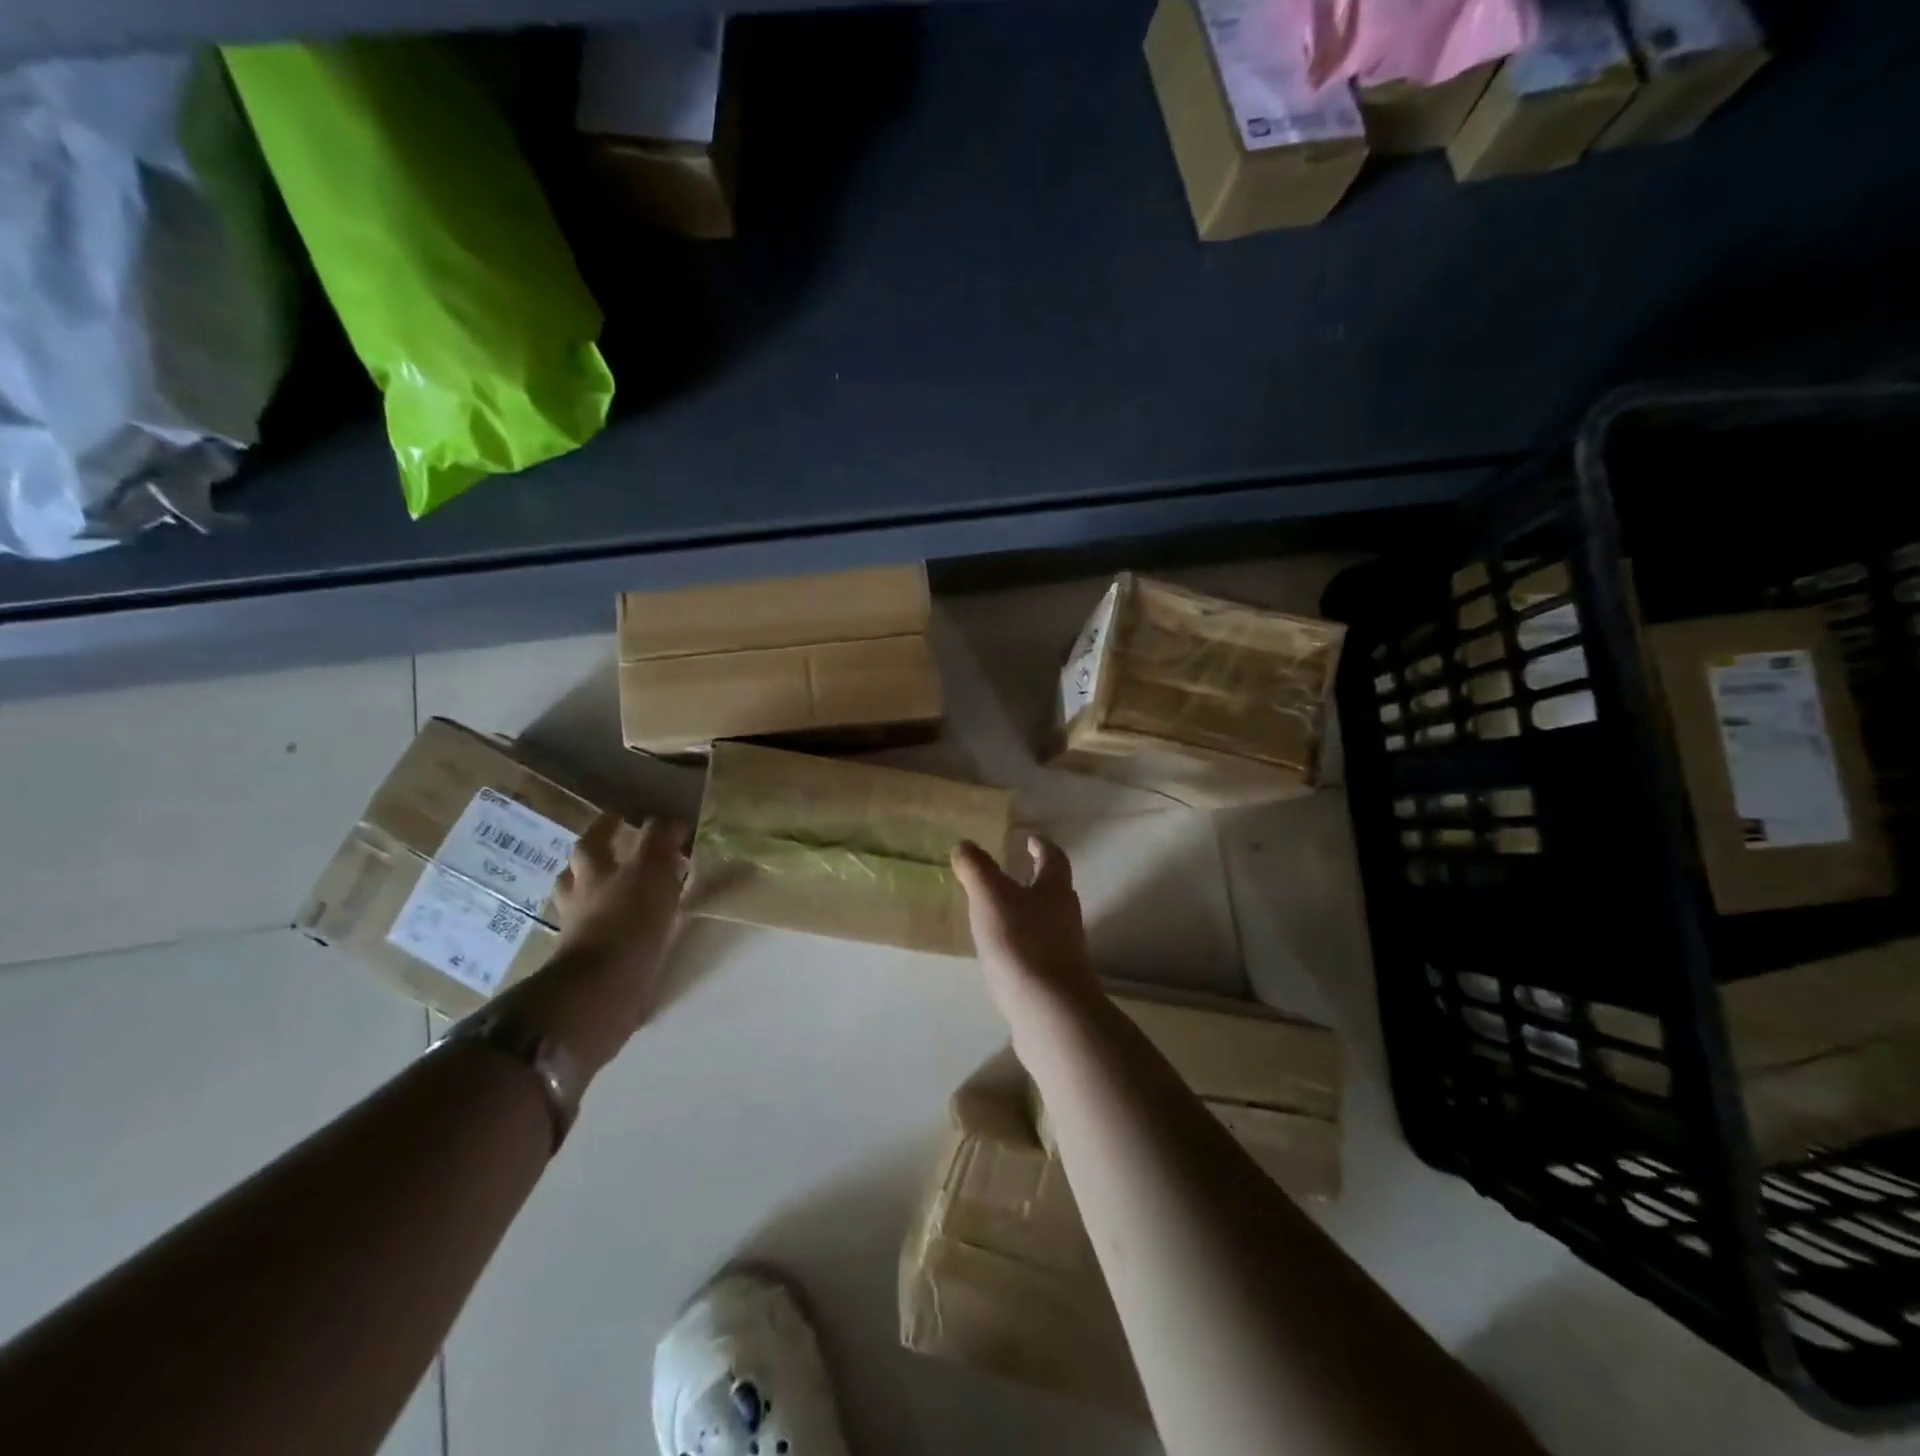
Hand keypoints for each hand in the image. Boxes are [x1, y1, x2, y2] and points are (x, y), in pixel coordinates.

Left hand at [553, 815, 687, 971]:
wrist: (600, 991)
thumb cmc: (626, 922)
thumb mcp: (651, 870)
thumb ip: (660, 842)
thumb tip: (670, 822)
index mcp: (593, 872)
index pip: (595, 839)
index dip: (609, 825)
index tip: (624, 815)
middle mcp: (580, 900)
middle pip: (579, 873)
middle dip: (596, 861)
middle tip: (620, 854)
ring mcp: (580, 934)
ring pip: (585, 907)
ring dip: (601, 897)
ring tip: (627, 895)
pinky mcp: (591, 966)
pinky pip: (600, 939)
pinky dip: (614, 931)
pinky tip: (631, 934)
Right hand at [951, 835, 1100, 1020]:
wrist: (1051, 1013)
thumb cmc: (1022, 944)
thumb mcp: (990, 897)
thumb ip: (977, 869)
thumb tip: (965, 845)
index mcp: (1055, 890)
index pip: (1054, 858)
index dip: (1042, 846)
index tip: (1031, 838)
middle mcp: (1066, 917)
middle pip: (1055, 891)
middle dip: (1036, 880)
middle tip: (1014, 873)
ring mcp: (1066, 952)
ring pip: (1048, 922)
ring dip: (1028, 913)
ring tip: (1001, 914)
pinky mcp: (1057, 982)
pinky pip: (1039, 953)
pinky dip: (1024, 946)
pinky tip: (1004, 956)